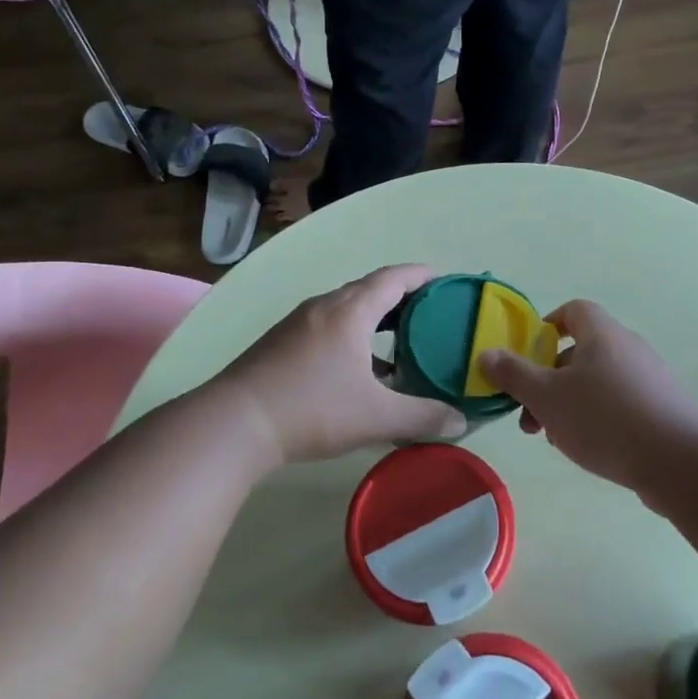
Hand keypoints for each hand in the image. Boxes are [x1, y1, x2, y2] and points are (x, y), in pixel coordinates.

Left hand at [216, 265, 466, 465]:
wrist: (235, 423)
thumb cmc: (312, 409)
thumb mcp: (376, 416)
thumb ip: (422, 417)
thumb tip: (461, 422)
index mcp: (350, 311)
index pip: (393, 278)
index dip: (420, 275)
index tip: (443, 279)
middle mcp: (324, 307)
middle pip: (369, 289)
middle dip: (401, 297)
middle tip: (430, 313)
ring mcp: (298, 323)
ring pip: (346, 309)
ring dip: (375, 318)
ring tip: (400, 341)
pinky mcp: (281, 343)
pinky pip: (327, 326)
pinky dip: (352, 335)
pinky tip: (358, 368)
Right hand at [477, 300, 697, 491]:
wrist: (679, 460)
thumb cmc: (604, 417)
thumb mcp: (546, 396)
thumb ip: (513, 375)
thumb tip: (486, 354)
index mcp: (601, 334)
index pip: (573, 311)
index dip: (547, 326)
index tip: (528, 353)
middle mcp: (627, 349)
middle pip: (580, 352)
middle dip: (548, 380)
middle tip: (529, 414)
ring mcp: (649, 380)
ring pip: (597, 383)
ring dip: (568, 405)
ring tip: (553, 438)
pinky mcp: (661, 410)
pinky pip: (619, 405)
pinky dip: (596, 420)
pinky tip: (586, 450)